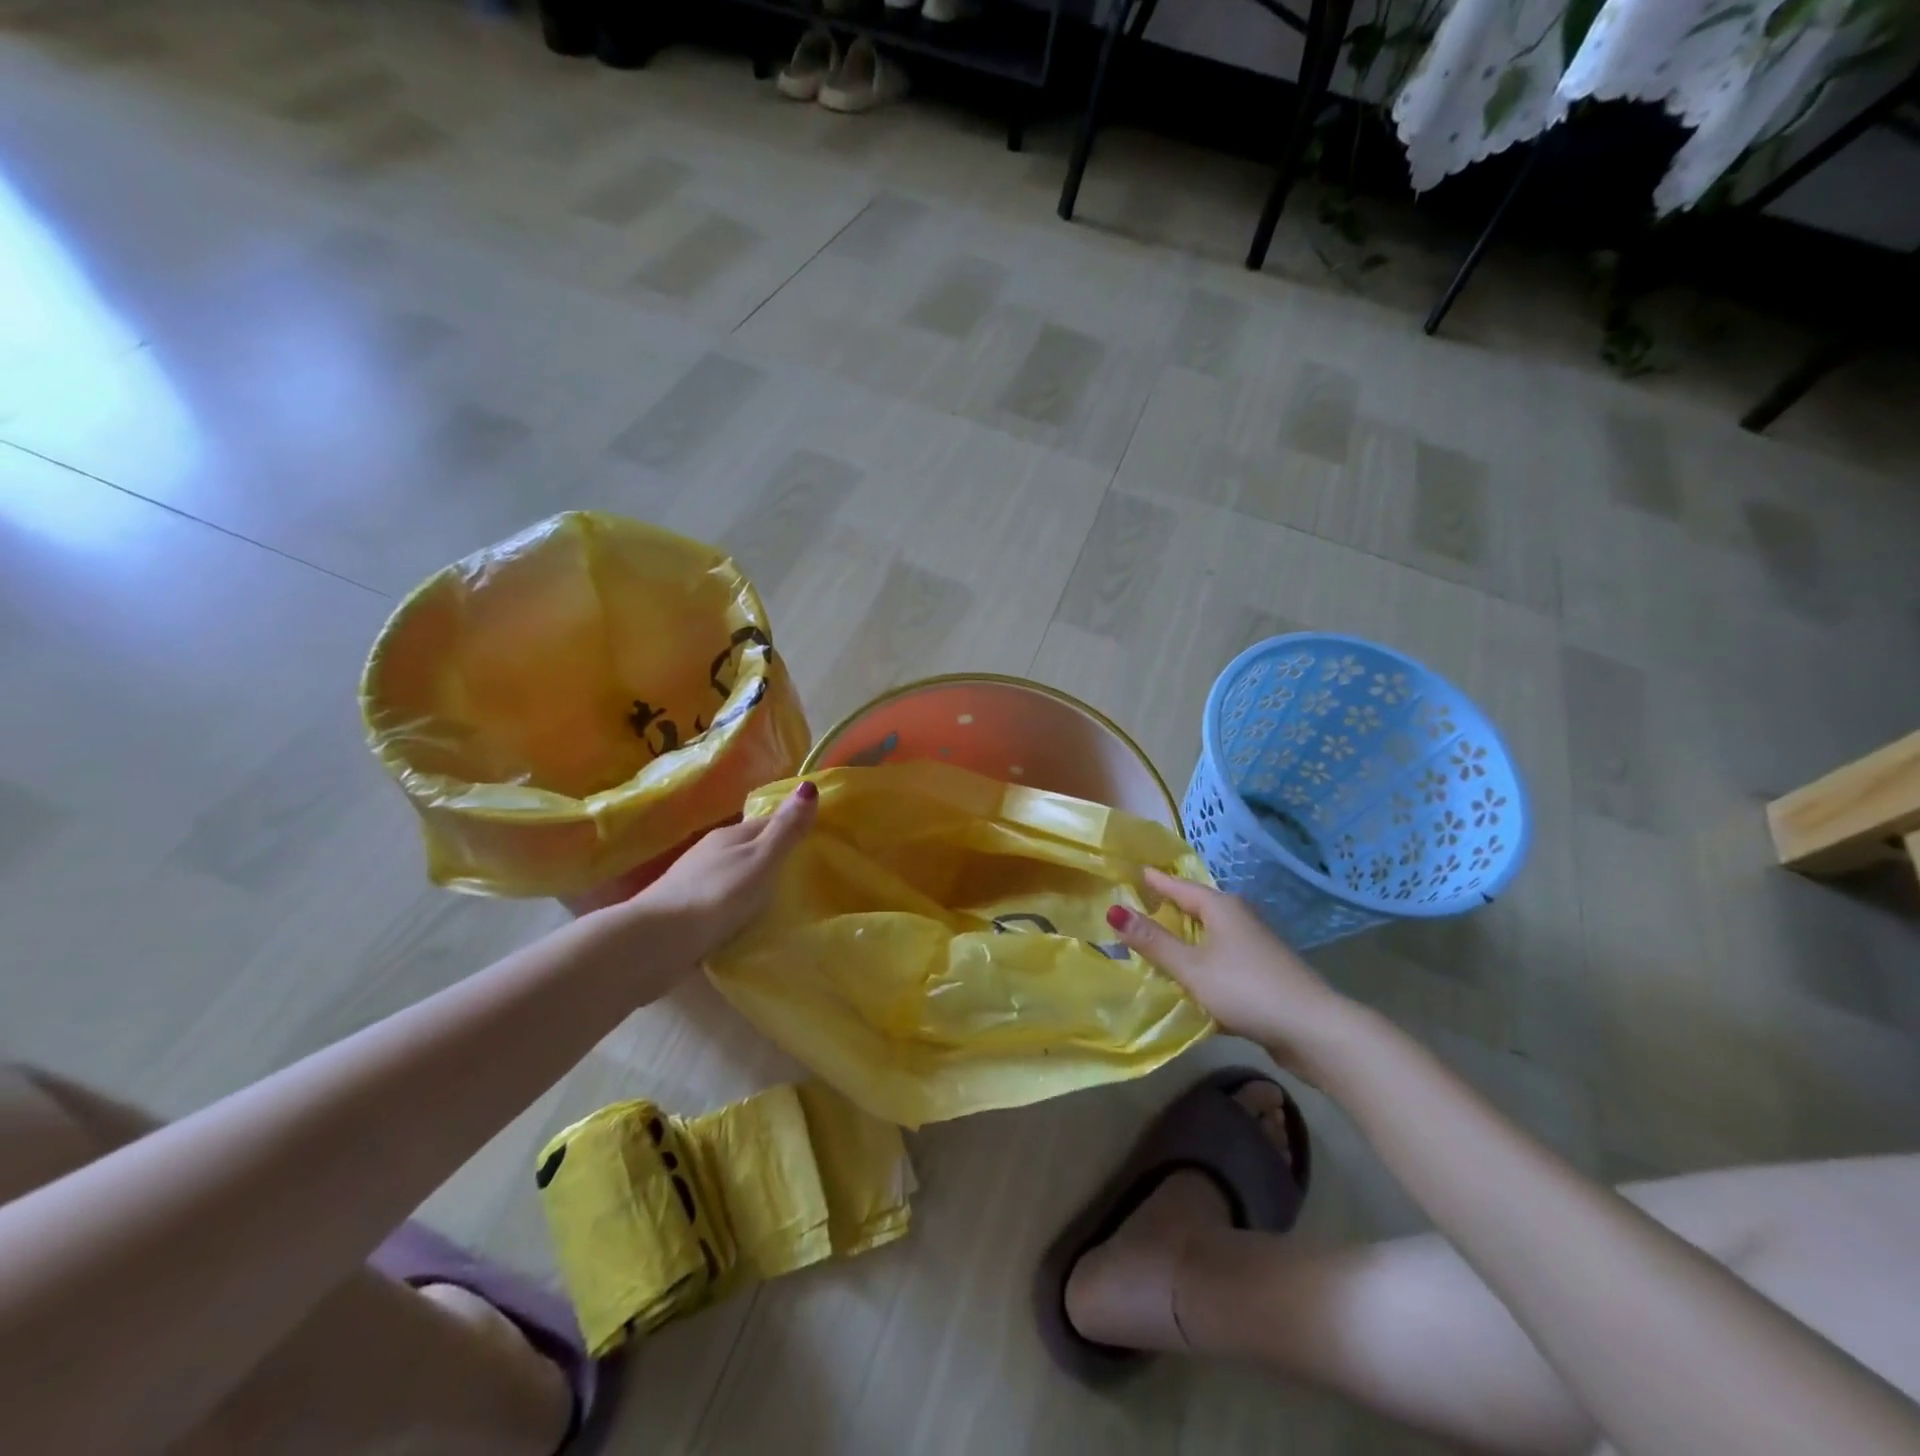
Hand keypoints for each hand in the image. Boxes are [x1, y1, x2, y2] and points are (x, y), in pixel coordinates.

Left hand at [612, 782, 817, 964]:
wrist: (656, 941)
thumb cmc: (717, 895)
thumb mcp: (761, 861)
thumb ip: (785, 830)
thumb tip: (809, 785)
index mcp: (730, 834)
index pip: (768, 823)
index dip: (792, 828)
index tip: (818, 842)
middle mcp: (710, 851)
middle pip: (750, 849)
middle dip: (774, 858)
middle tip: (806, 875)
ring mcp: (694, 880)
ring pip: (734, 874)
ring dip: (753, 883)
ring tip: (781, 901)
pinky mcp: (684, 911)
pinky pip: (721, 900)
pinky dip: (736, 905)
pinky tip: (746, 920)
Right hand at [1107, 868, 1349, 1068]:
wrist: (1314, 1029)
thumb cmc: (1246, 989)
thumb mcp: (1192, 967)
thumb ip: (1153, 941)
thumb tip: (1113, 909)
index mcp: (1221, 907)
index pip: (1179, 886)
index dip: (1155, 881)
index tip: (1133, 871)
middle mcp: (1239, 918)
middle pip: (1196, 907)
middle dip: (1169, 907)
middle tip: (1137, 906)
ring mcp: (1254, 945)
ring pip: (1210, 934)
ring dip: (1185, 937)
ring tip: (1155, 942)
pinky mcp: (1263, 971)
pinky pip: (1221, 957)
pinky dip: (1202, 960)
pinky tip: (1190, 978)